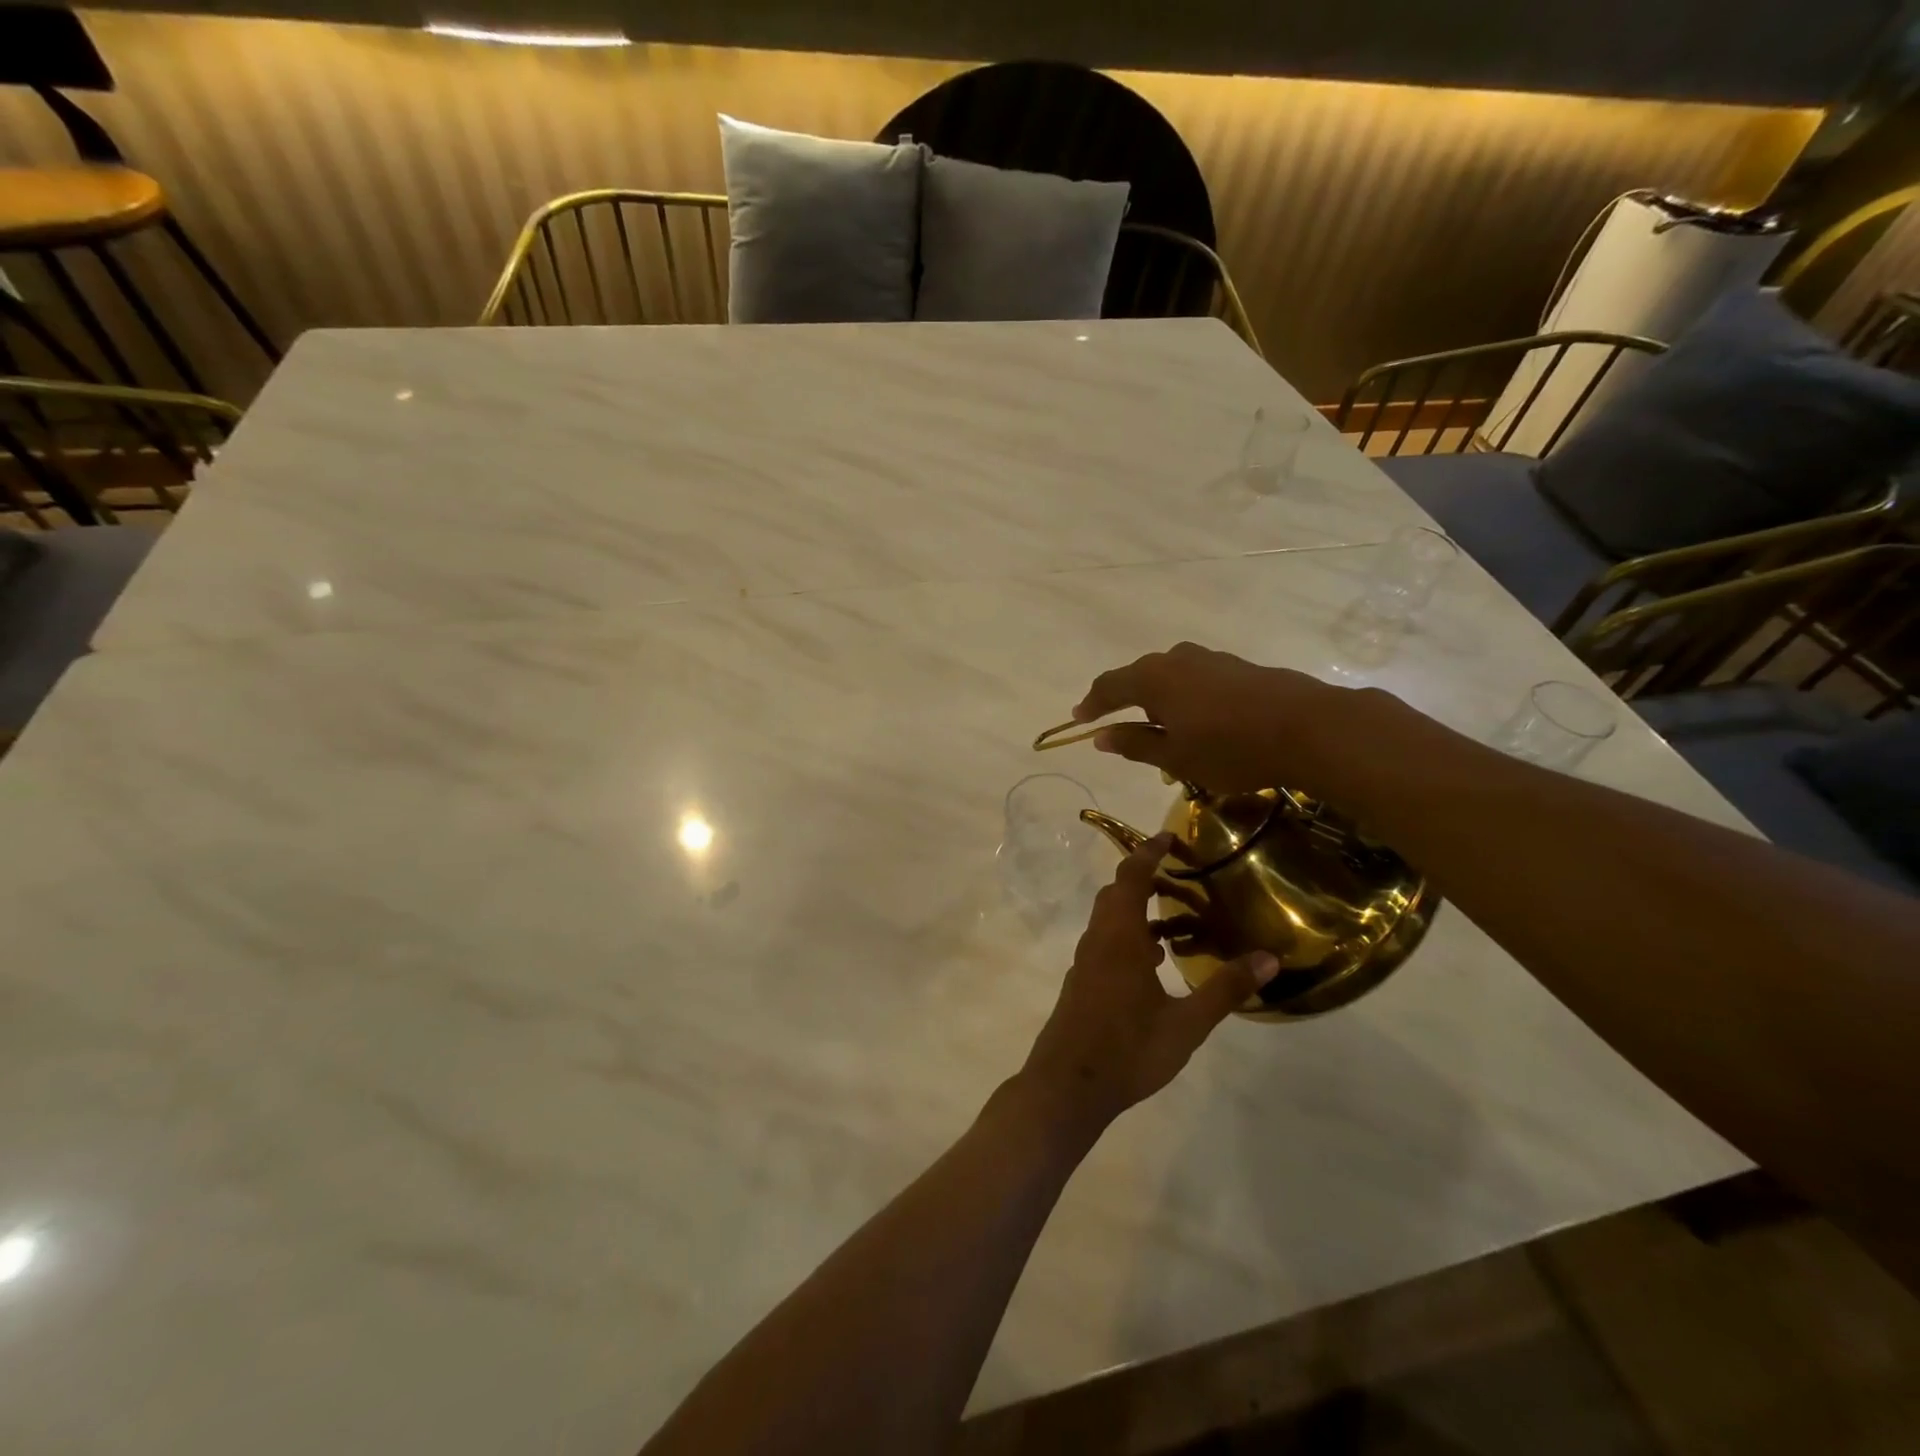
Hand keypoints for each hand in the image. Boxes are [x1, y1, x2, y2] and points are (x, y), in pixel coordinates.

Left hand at [1015, 835, 1277, 1142]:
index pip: (1131, 877)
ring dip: (1138, 911)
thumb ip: (1225, 989)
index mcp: (1119, 938)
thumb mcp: (1187, 1024)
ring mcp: (1086, 962)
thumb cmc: (1128, 1050)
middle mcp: (1098, 940)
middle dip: (1144, 877)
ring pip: (1110, 920)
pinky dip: (1130, 936)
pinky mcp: (1083, 982)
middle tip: (1181, 876)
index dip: (1148, 853)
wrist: (1068, 1085)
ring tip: (1178, 921)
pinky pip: (1107, 943)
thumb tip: (1270, 958)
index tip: (1169, 837)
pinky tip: (1156, 963)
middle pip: (1116, 894)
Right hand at [1072, 642, 1352, 794]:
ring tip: (1163, 731)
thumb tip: (1101, 736)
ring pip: (1171, 678)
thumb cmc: (1230, 748)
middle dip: (1126, 703)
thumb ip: (1134, 744)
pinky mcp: (1238, 667)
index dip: (1091, 704)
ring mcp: (1211, 659)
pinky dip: (1186, 700)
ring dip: (1160, 703)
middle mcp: (1177, 659)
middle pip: (1140, 677)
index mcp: (1153, 678)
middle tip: (1120, 729)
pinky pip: (1197, 681)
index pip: (1109, 685)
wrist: (1309, 728)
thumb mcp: (1176, 756)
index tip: (1079, 719)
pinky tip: (1199, 723)